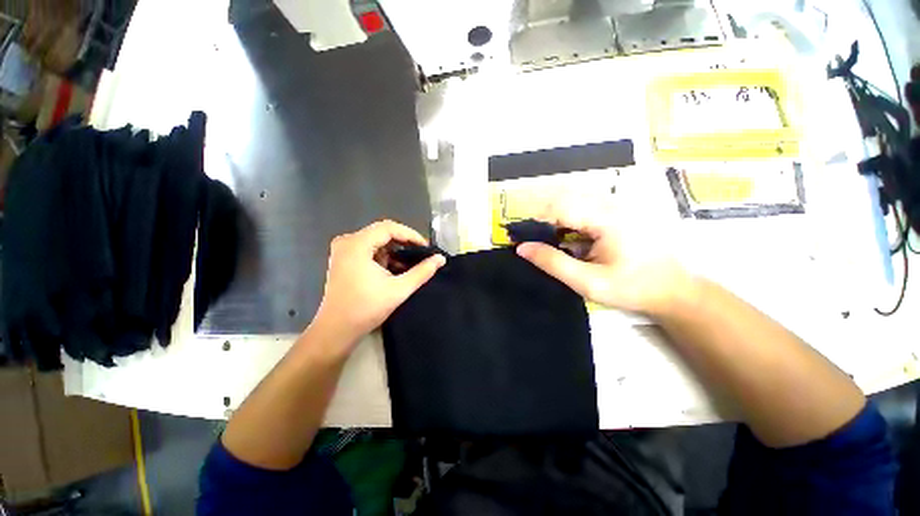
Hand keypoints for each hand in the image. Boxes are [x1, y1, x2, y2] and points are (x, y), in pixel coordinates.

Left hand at [312, 220, 445, 348]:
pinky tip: (395, 268)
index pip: (388, 228)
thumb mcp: (399, 289)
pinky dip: (384, 256)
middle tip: (422, 254)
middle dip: (404, 242)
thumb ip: (422, 272)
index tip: (426, 248)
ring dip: (395, 250)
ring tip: (411, 262)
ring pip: (376, 241)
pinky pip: (369, 249)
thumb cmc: (366, 309)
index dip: (411, 235)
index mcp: (356, 244)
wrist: (336, 330)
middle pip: (382, 232)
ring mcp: (343, 250)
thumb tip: (441, 259)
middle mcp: (347, 241)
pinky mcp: (344, 259)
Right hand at [516, 200, 692, 315]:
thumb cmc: (633, 288)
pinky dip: (568, 222)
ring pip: (572, 202)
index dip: (536, 221)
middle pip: (564, 199)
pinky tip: (569, 241)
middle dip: (543, 220)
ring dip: (555, 220)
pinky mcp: (617, 212)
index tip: (521, 239)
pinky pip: (583, 208)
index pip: (559, 207)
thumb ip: (553, 263)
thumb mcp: (588, 282)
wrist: (674, 291)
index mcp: (607, 218)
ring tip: (550, 244)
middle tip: (534, 244)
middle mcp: (612, 204)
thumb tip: (522, 248)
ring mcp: (616, 206)